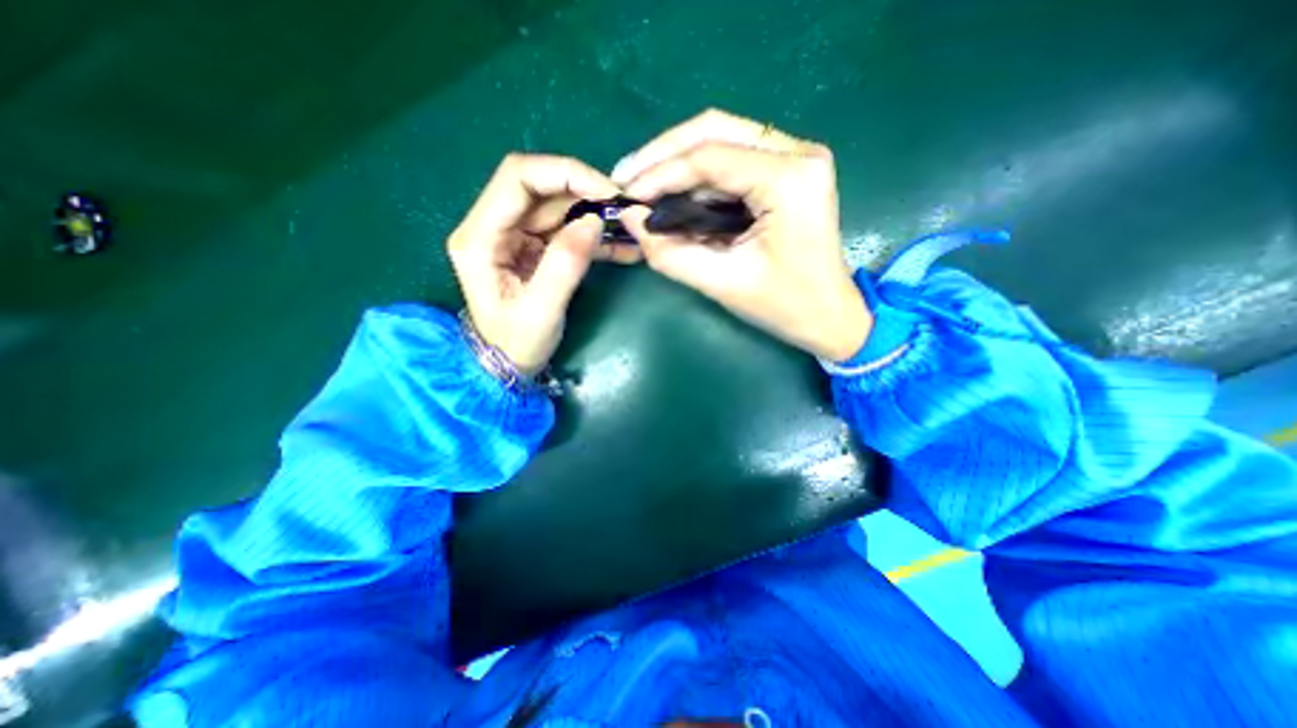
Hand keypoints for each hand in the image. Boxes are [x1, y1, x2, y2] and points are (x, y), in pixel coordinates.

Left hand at [452, 155, 643, 376]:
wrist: (508, 365)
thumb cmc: (516, 344)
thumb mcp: (541, 310)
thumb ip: (565, 264)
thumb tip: (594, 220)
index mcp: (480, 237)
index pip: (518, 178)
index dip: (565, 174)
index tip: (607, 191)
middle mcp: (493, 227)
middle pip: (541, 188)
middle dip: (585, 192)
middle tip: (623, 210)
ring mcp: (515, 236)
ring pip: (558, 207)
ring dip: (595, 214)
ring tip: (629, 230)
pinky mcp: (534, 248)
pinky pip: (566, 229)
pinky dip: (594, 235)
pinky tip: (622, 246)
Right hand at [614, 108, 870, 362]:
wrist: (829, 315)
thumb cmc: (784, 306)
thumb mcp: (722, 283)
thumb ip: (670, 253)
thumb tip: (630, 219)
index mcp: (789, 179)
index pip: (710, 157)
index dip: (660, 173)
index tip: (626, 195)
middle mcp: (797, 153)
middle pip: (715, 129)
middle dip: (663, 153)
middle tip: (627, 178)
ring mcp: (795, 157)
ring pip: (722, 139)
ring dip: (678, 162)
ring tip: (643, 187)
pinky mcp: (787, 171)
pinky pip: (732, 159)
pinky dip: (698, 177)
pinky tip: (673, 194)